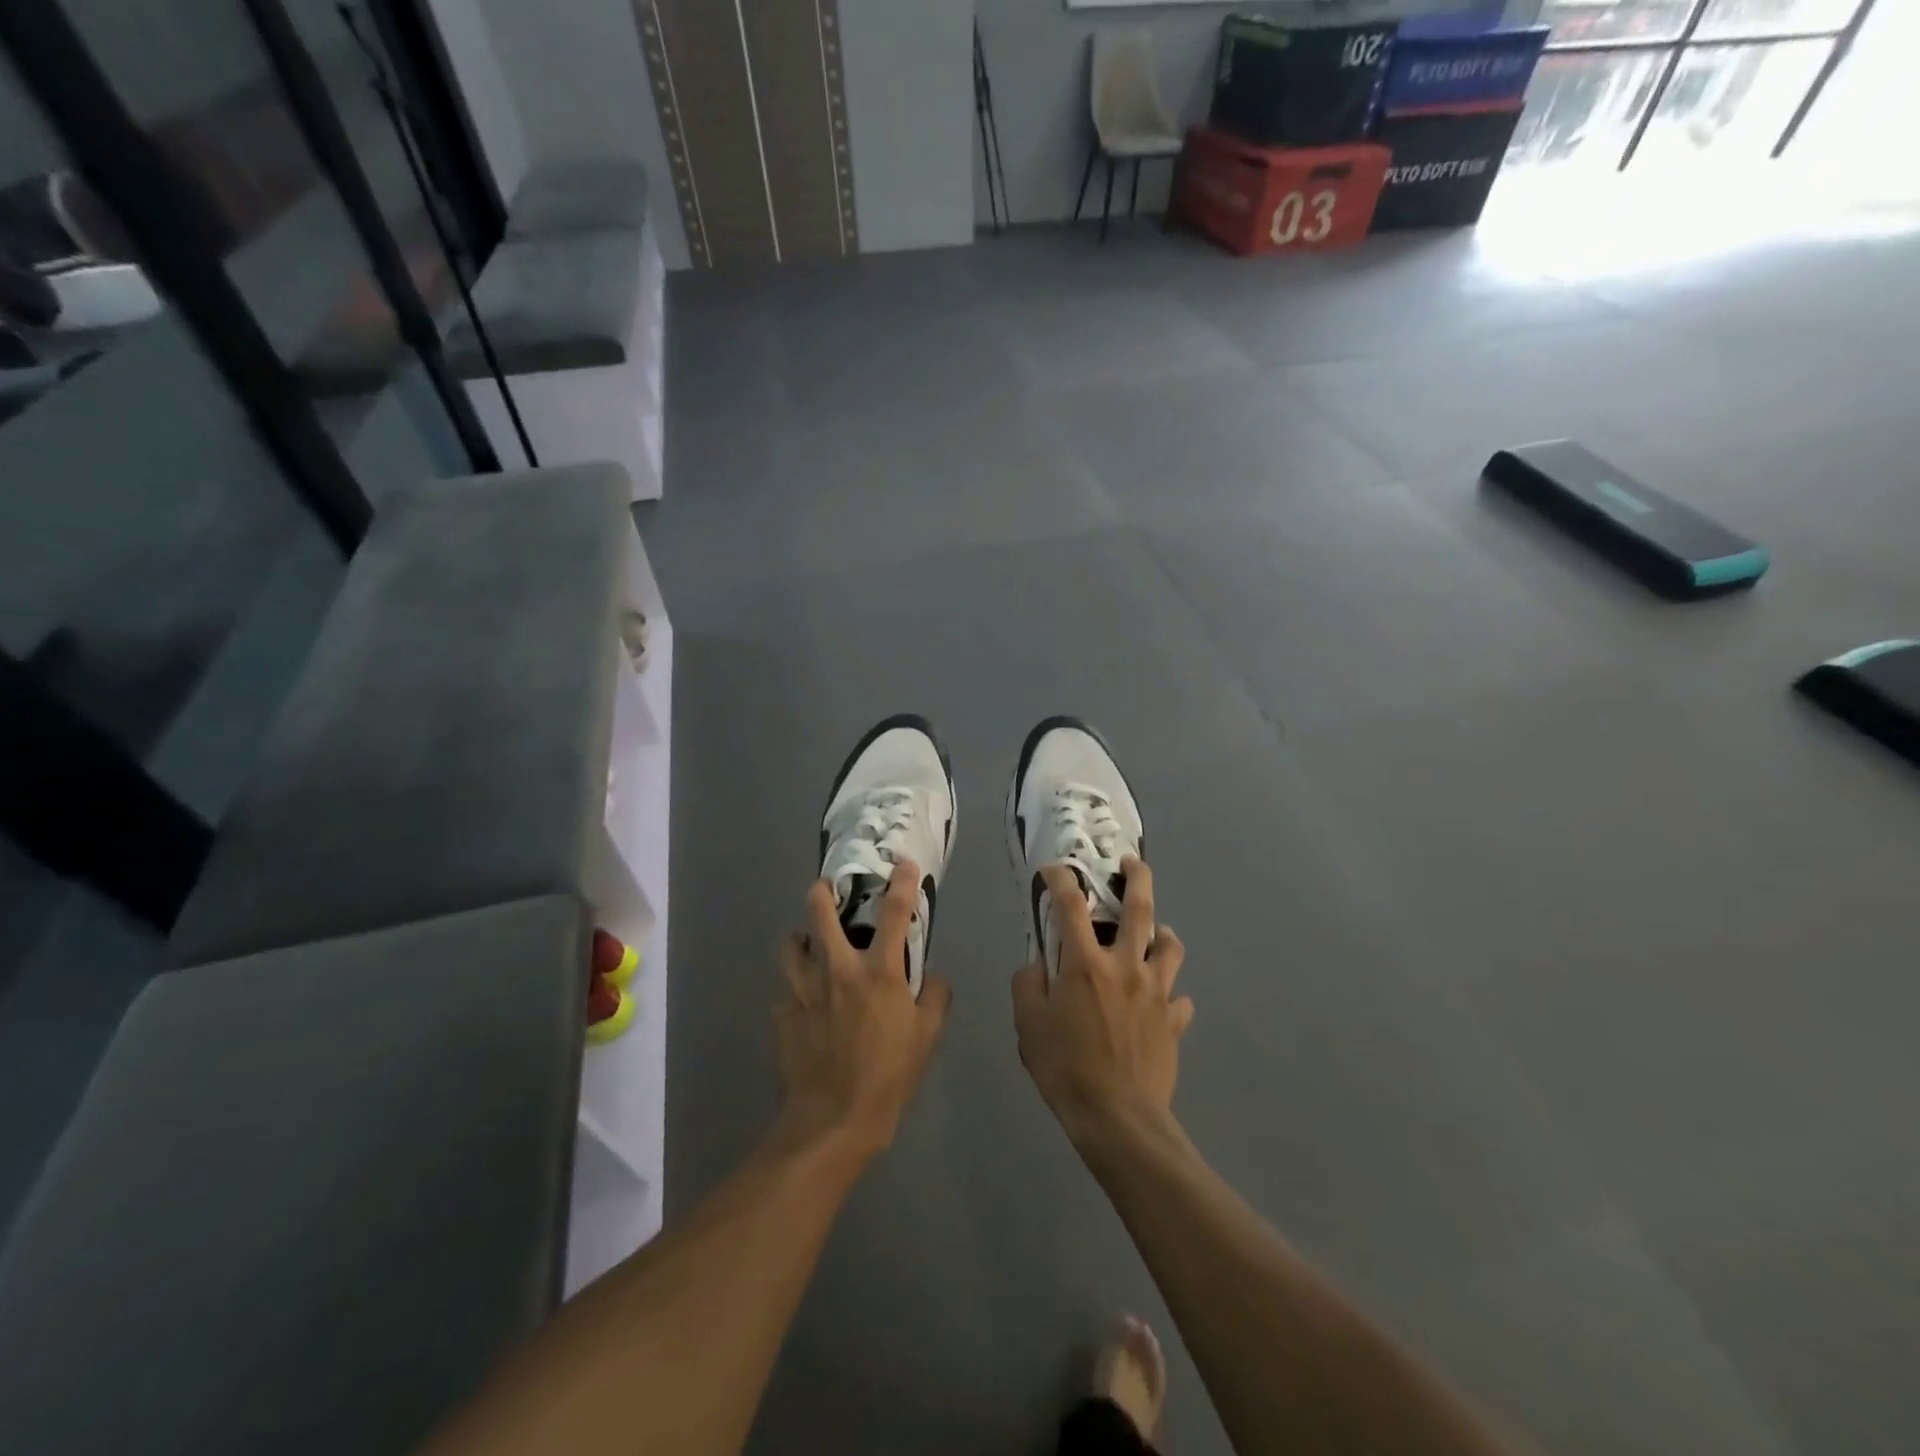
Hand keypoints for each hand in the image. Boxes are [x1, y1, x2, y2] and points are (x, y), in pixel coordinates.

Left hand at [776, 860, 951, 1159]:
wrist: (833, 1120)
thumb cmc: (889, 1076)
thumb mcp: (927, 1038)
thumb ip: (935, 998)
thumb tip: (932, 977)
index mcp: (878, 973)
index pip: (895, 914)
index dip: (902, 883)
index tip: (903, 863)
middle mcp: (837, 970)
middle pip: (820, 914)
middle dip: (822, 892)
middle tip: (825, 888)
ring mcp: (804, 991)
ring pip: (790, 946)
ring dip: (800, 939)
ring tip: (806, 943)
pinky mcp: (783, 1015)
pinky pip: (787, 992)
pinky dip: (796, 991)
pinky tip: (805, 1006)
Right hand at [1012, 857, 1190, 1146]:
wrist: (1118, 1118)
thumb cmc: (1066, 1068)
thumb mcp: (1028, 1025)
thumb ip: (1028, 985)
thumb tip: (1038, 965)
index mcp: (1086, 964)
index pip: (1071, 905)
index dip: (1061, 879)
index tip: (1055, 869)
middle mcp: (1126, 967)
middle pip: (1140, 909)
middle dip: (1138, 877)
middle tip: (1132, 863)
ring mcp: (1157, 992)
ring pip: (1170, 947)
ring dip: (1162, 933)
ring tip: (1155, 933)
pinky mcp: (1174, 1021)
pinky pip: (1179, 998)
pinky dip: (1170, 993)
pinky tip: (1161, 1001)